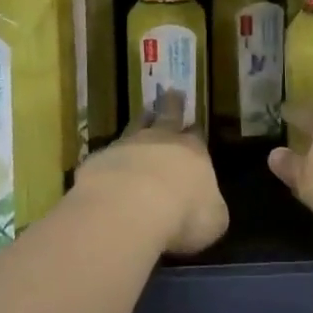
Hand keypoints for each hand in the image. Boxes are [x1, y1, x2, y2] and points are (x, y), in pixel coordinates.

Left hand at [76, 89, 226, 255]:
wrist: (130, 208)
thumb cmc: (183, 214)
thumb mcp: (213, 220)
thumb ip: (211, 208)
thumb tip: (209, 207)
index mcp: (193, 153)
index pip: (197, 136)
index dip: (195, 131)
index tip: (194, 123)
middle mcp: (161, 141)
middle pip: (168, 117)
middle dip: (172, 105)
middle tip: (173, 92)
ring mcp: (127, 146)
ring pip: (136, 126)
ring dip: (141, 120)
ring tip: (144, 112)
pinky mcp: (99, 160)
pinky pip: (108, 154)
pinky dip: (112, 157)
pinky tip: (109, 164)